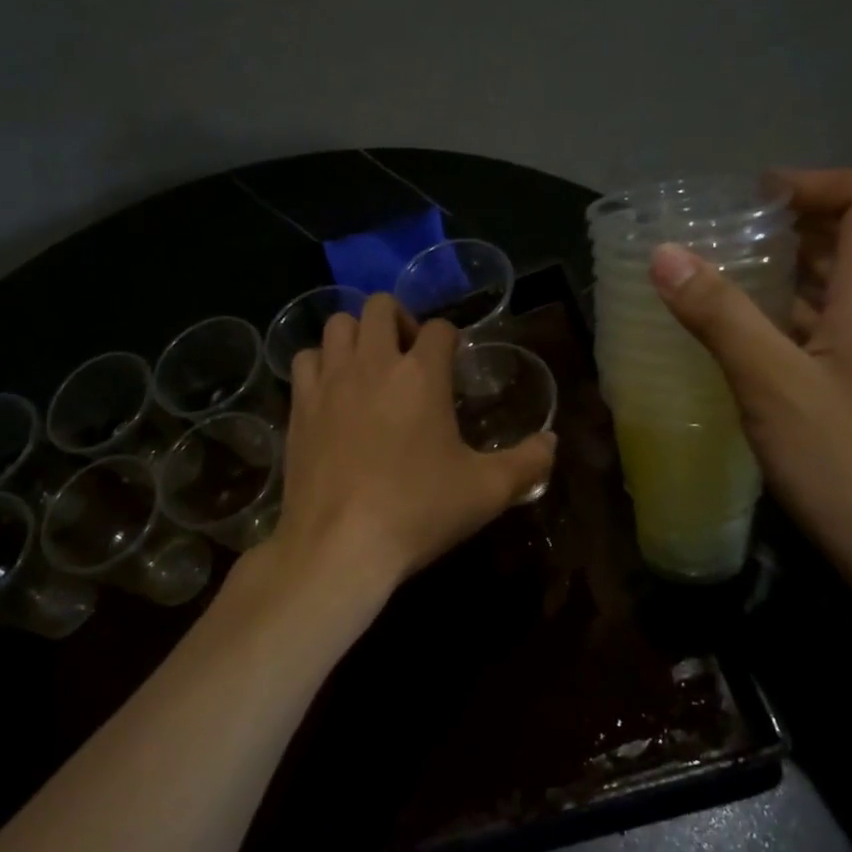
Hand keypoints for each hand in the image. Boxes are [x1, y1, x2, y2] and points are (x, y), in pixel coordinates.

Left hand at [264, 294, 555, 590]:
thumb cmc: (418, 511)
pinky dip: (321, 363)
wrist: (340, 545)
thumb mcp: (487, 491)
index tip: (453, 365)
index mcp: (421, 374)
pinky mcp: (299, 405)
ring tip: (369, 367)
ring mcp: (329, 381)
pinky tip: (333, 391)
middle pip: (381, 306)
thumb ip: (527, 462)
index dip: (451, 340)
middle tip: (410, 356)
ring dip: (357, 335)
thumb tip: (551, 442)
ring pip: (338, 325)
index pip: (440, 329)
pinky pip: (305, 359)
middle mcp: (373, 363)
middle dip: (400, 320)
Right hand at [649, 169, 851, 612]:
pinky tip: (757, 357)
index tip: (747, 202)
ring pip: (850, 291)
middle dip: (789, 230)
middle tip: (717, 246)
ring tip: (724, 294)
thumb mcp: (772, 387)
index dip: (811, 182)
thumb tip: (665, 254)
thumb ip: (719, 316)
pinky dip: (803, 323)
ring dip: (792, 279)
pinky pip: (849, 332)